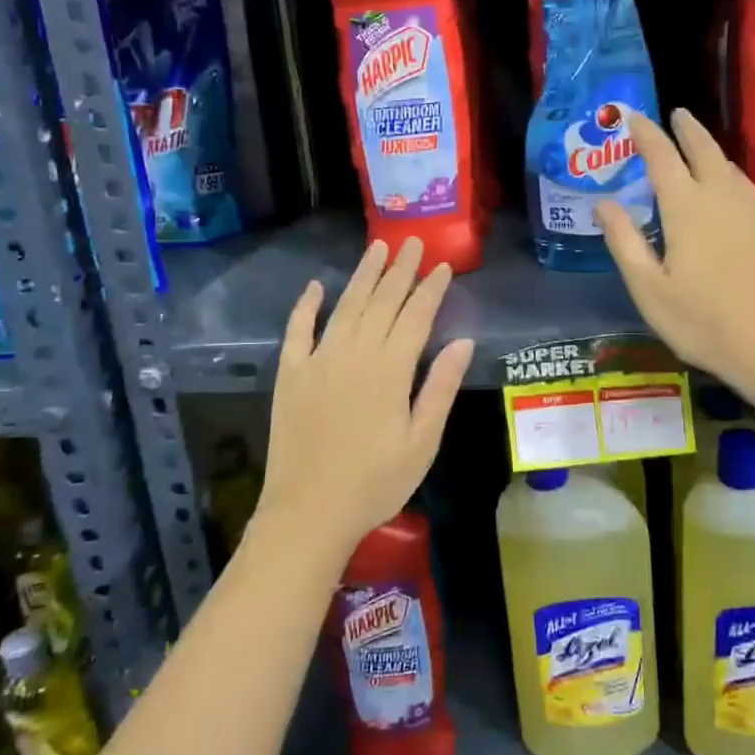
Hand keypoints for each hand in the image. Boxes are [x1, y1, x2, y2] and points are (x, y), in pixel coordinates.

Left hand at [253, 238, 473, 565]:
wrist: (309, 512)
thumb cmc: (375, 483)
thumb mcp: (422, 442)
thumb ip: (440, 388)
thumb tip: (463, 342)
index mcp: (390, 370)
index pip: (415, 316)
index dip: (430, 289)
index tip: (442, 265)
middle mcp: (354, 354)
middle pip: (382, 302)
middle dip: (400, 270)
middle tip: (412, 242)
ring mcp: (318, 361)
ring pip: (345, 307)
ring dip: (363, 276)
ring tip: (377, 249)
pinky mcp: (291, 374)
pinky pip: (297, 330)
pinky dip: (307, 306)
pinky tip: (317, 286)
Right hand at [595, 109, 754, 404]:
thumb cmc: (704, 323)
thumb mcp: (649, 289)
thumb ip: (624, 241)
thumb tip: (603, 204)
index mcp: (687, 208)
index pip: (662, 156)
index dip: (646, 133)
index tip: (634, 116)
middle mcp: (725, 198)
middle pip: (705, 150)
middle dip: (688, 129)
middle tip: (677, 115)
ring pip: (733, 171)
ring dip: (713, 156)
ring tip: (701, 155)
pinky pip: (753, 197)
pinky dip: (734, 186)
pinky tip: (733, 204)